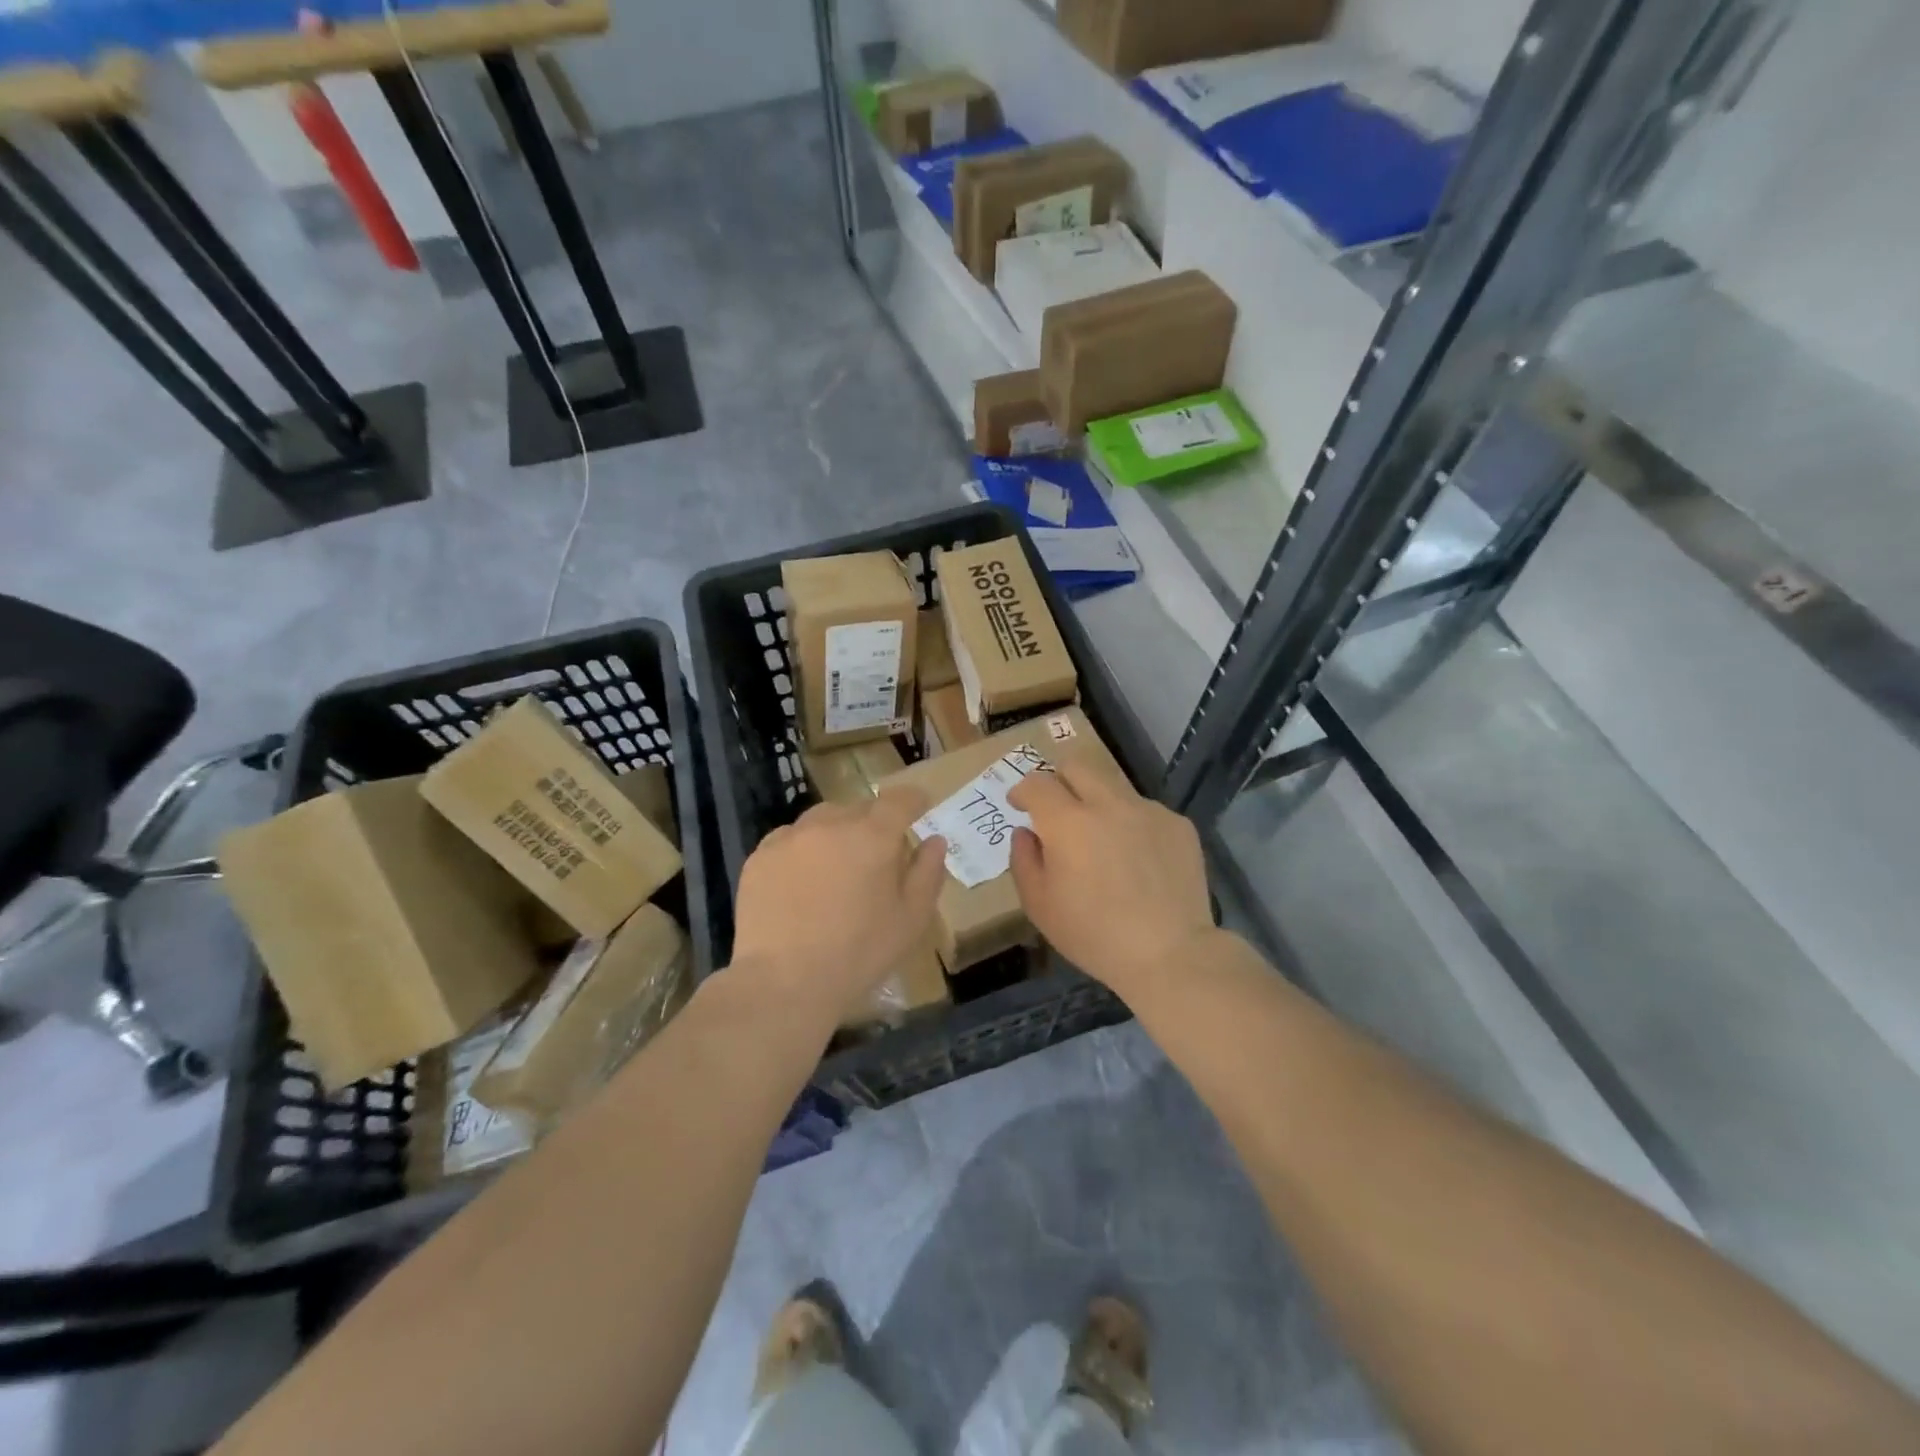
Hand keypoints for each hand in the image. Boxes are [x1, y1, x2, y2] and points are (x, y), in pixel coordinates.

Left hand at [730, 789, 946, 1033]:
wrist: (784, 982)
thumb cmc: (859, 953)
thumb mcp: (910, 919)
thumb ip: (927, 873)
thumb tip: (935, 840)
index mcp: (873, 836)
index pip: (899, 800)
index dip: (913, 800)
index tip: (920, 807)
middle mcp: (830, 824)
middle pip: (858, 808)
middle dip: (873, 824)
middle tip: (877, 855)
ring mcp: (790, 838)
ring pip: (821, 820)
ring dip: (836, 833)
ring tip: (836, 868)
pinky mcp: (759, 857)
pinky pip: (789, 840)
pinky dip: (802, 851)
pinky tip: (802, 883)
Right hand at [1008, 761, 1214, 999]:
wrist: (1170, 953)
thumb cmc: (1094, 935)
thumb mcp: (1040, 906)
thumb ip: (1023, 860)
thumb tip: (1026, 832)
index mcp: (1068, 822)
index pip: (1037, 783)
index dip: (1022, 790)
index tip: (1019, 805)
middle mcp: (1109, 804)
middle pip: (1076, 765)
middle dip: (1059, 780)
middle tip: (1057, 809)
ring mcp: (1148, 810)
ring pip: (1113, 786)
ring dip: (1098, 803)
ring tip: (1103, 841)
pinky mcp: (1178, 824)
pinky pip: (1145, 811)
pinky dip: (1132, 825)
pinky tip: (1138, 861)